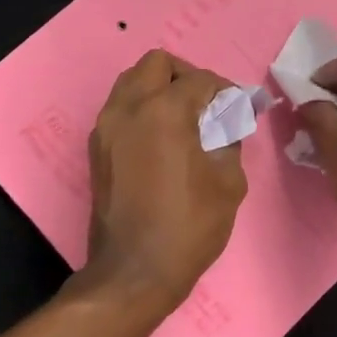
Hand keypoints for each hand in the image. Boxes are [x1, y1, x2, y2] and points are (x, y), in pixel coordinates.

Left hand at [83, 50, 247, 312]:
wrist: (133, 272)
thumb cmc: (188, 226)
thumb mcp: (228, 182)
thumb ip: (230, 139)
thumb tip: (229, 120)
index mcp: (164, 111)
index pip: (199, 80)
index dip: (226, 89)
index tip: (239, 106)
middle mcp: (128, 108)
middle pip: (157, 64)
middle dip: (186, 75)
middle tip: (207, 103)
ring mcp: (106, 127)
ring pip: (132, 82)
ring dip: (159, 88)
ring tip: (184, 118)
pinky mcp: (97, 148)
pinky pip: (120, 108)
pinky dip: (142, 108)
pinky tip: (162, 137)